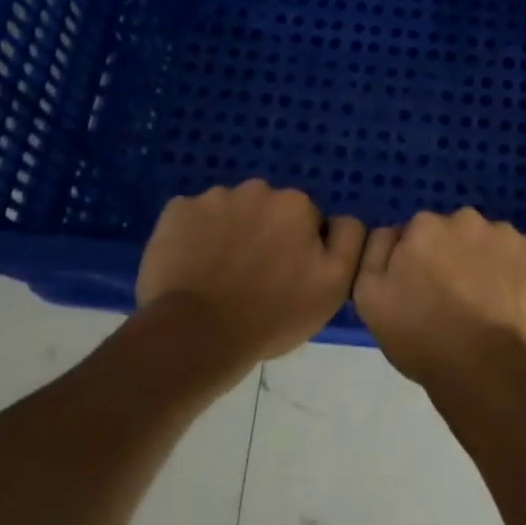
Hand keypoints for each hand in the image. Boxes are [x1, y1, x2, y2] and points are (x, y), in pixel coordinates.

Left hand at [136, 180, 365, 372]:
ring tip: (219, 275)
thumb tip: (338, 220)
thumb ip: (349, 240)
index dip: (299, 248)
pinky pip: (193, 217)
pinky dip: (194, 235)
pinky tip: (191, 266)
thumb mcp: (334, 286)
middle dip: (265, 234)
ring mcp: (212, 197)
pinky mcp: (176, 211)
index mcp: (296, 203)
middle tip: (254, 278)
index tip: (287, 277)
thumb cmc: (272, 314)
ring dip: (230, 233)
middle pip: (268, 210)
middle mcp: (257, 189)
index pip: (306, 220)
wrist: (196, 335)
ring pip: (230, 212)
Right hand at [352, 207, 525, 389]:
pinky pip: (523, 258)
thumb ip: (375, 253)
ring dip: (488, 264)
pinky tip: (513, 305)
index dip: (421, 263)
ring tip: (488, 306)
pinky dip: (519, 275)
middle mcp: (466, 219)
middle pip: (456, 234)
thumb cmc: (423, 339)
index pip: (419, 235)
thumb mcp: (370, 299)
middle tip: (456, 300)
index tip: (425, 291)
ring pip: (492, 244)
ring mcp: (507, 234)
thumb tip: (392, 233)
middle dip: (455, 257)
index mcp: (424, 226)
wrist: (487, 370)